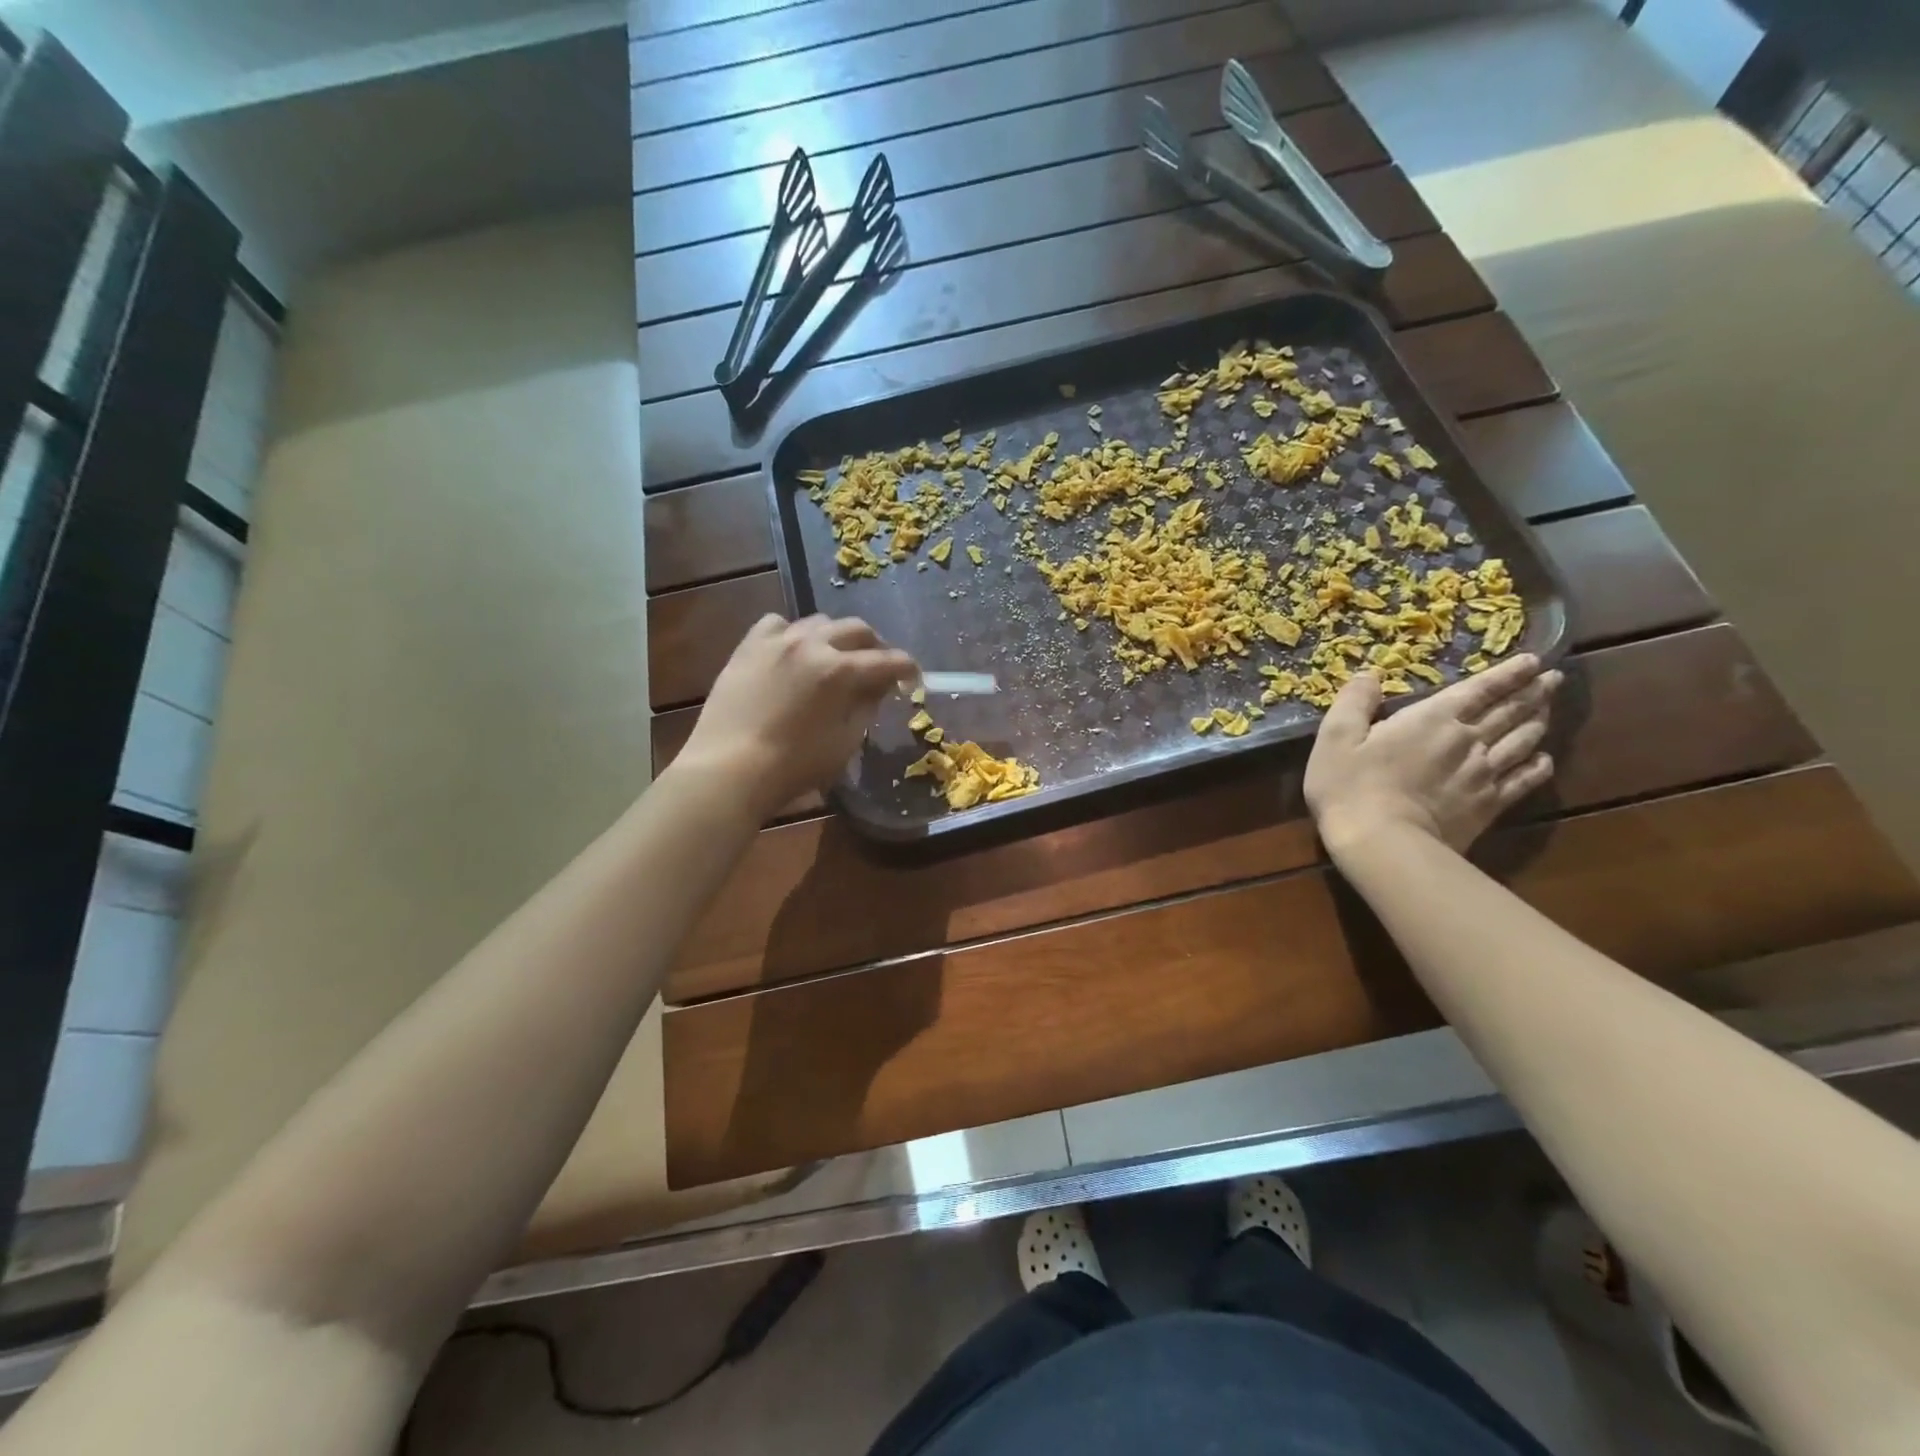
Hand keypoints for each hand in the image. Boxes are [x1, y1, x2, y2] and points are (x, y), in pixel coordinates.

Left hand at [674, 614, 916, 818]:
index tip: (914, 680)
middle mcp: (812, 644)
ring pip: (819, 622)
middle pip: (857, 629)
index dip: (908, 669)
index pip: (888, 661)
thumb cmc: (793, 767)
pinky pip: (777, 625)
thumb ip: (866, 708)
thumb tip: (878, 688)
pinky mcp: (748, 647)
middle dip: (875, 647)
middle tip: (878, 668)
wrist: (728, 770)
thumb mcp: (844, 743)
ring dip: (836, 638)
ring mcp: (776, 641)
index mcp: (840, 671)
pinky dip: (793, 634)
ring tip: (835, 658)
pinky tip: (792, 653)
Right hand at [1304, 654, 1561, 857]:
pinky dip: (1538, 767)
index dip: (1507, 672)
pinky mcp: (1488, 805)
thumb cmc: (1350, 786)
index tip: (1532, 660)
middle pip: (1509, 711)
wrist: (1382, 843)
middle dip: (1532, 692)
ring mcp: (1483, 774)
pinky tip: (1544, 760)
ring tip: (1548, 709)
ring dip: (1538, 722)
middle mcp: (1468, 740)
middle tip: (1552, 678)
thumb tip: (1368, 675)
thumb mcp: (1335, 738)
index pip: (1479, 688)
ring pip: (1523, 741)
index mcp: (1432, 718)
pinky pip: (1524, 781)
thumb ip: (1354, 702)